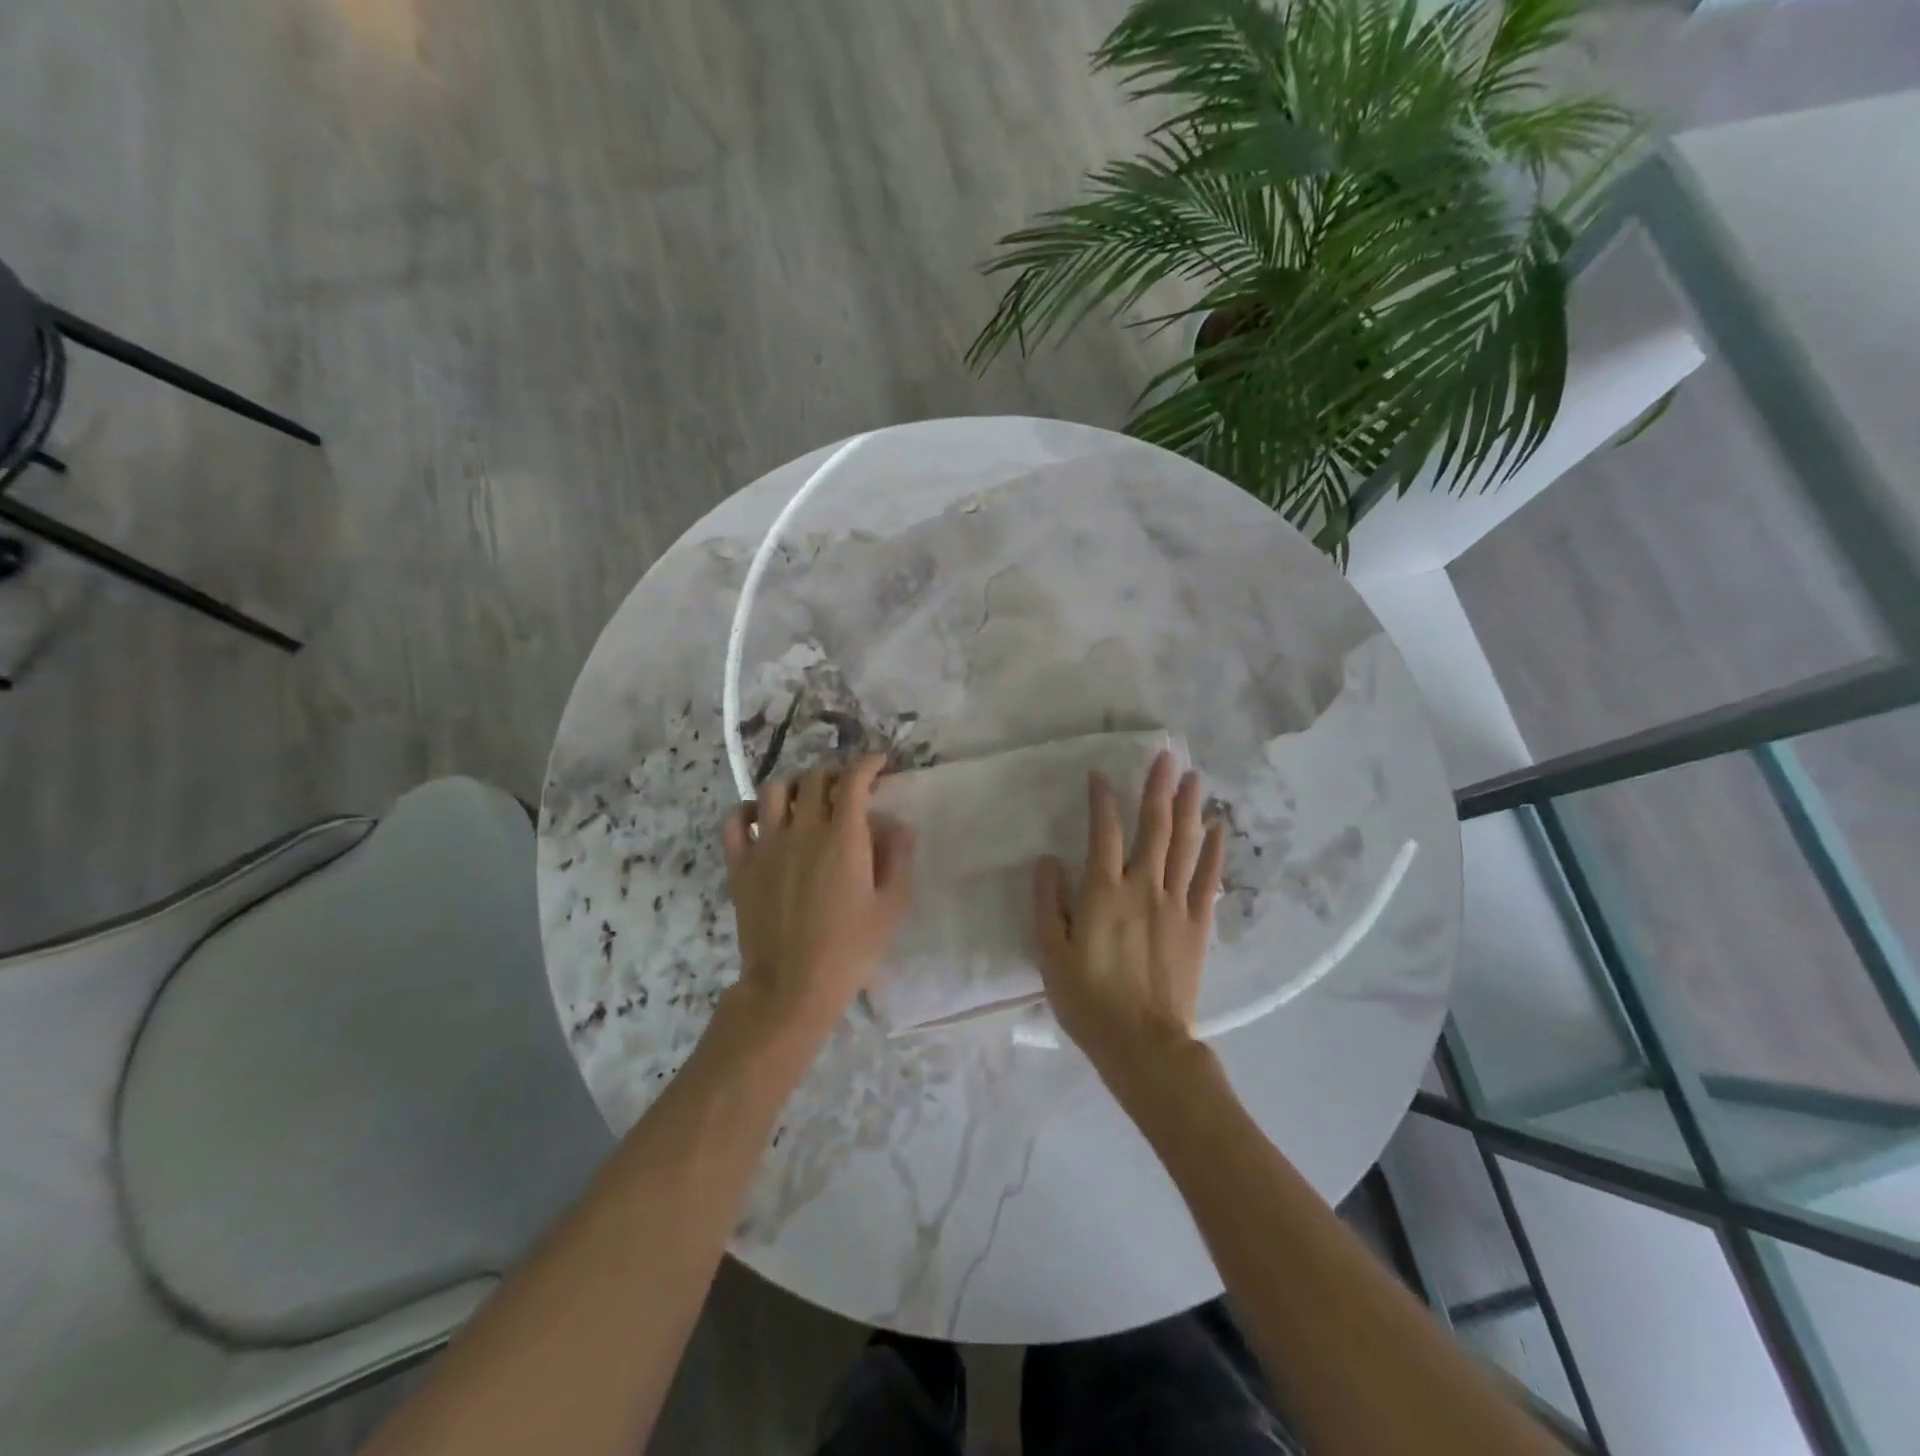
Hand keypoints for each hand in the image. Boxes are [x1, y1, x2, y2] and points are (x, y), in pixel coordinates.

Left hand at [721, 754, 914, 1041]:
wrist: (791, 987)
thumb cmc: (850, 949)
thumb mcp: (891, 907)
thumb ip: (898, 858)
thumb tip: (898, 823)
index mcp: (843, 837)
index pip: (852, 780)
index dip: (867, 763)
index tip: (878, 763)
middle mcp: (803, 829)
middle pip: (814, 778)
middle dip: (835, 774)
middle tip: (847, 788)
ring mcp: (766, 844)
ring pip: (774, 789)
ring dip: (794, 785)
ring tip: (805, 799)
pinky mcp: (740, 864)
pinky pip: (734, 819)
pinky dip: (748, 809)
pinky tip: (762, 818)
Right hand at [1033, 751, 1224, 1076]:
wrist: (1143, 1044)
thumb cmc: (1088, 999)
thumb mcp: (1050, 953)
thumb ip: (1047, 902)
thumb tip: (1047, 860)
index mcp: (1103, 892)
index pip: (1104, 831)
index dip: (1102, 799)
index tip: (1100, 774)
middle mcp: (1143, 887)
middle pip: (1154, 827)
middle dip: (1158, 788)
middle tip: (1167, 755)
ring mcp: (1175, 904)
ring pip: (1184, 845)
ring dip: (1189, 807)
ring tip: (1194, 777)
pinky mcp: (1198, 925)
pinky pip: (1208, 879)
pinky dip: (1214, 850)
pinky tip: (1218, 826)